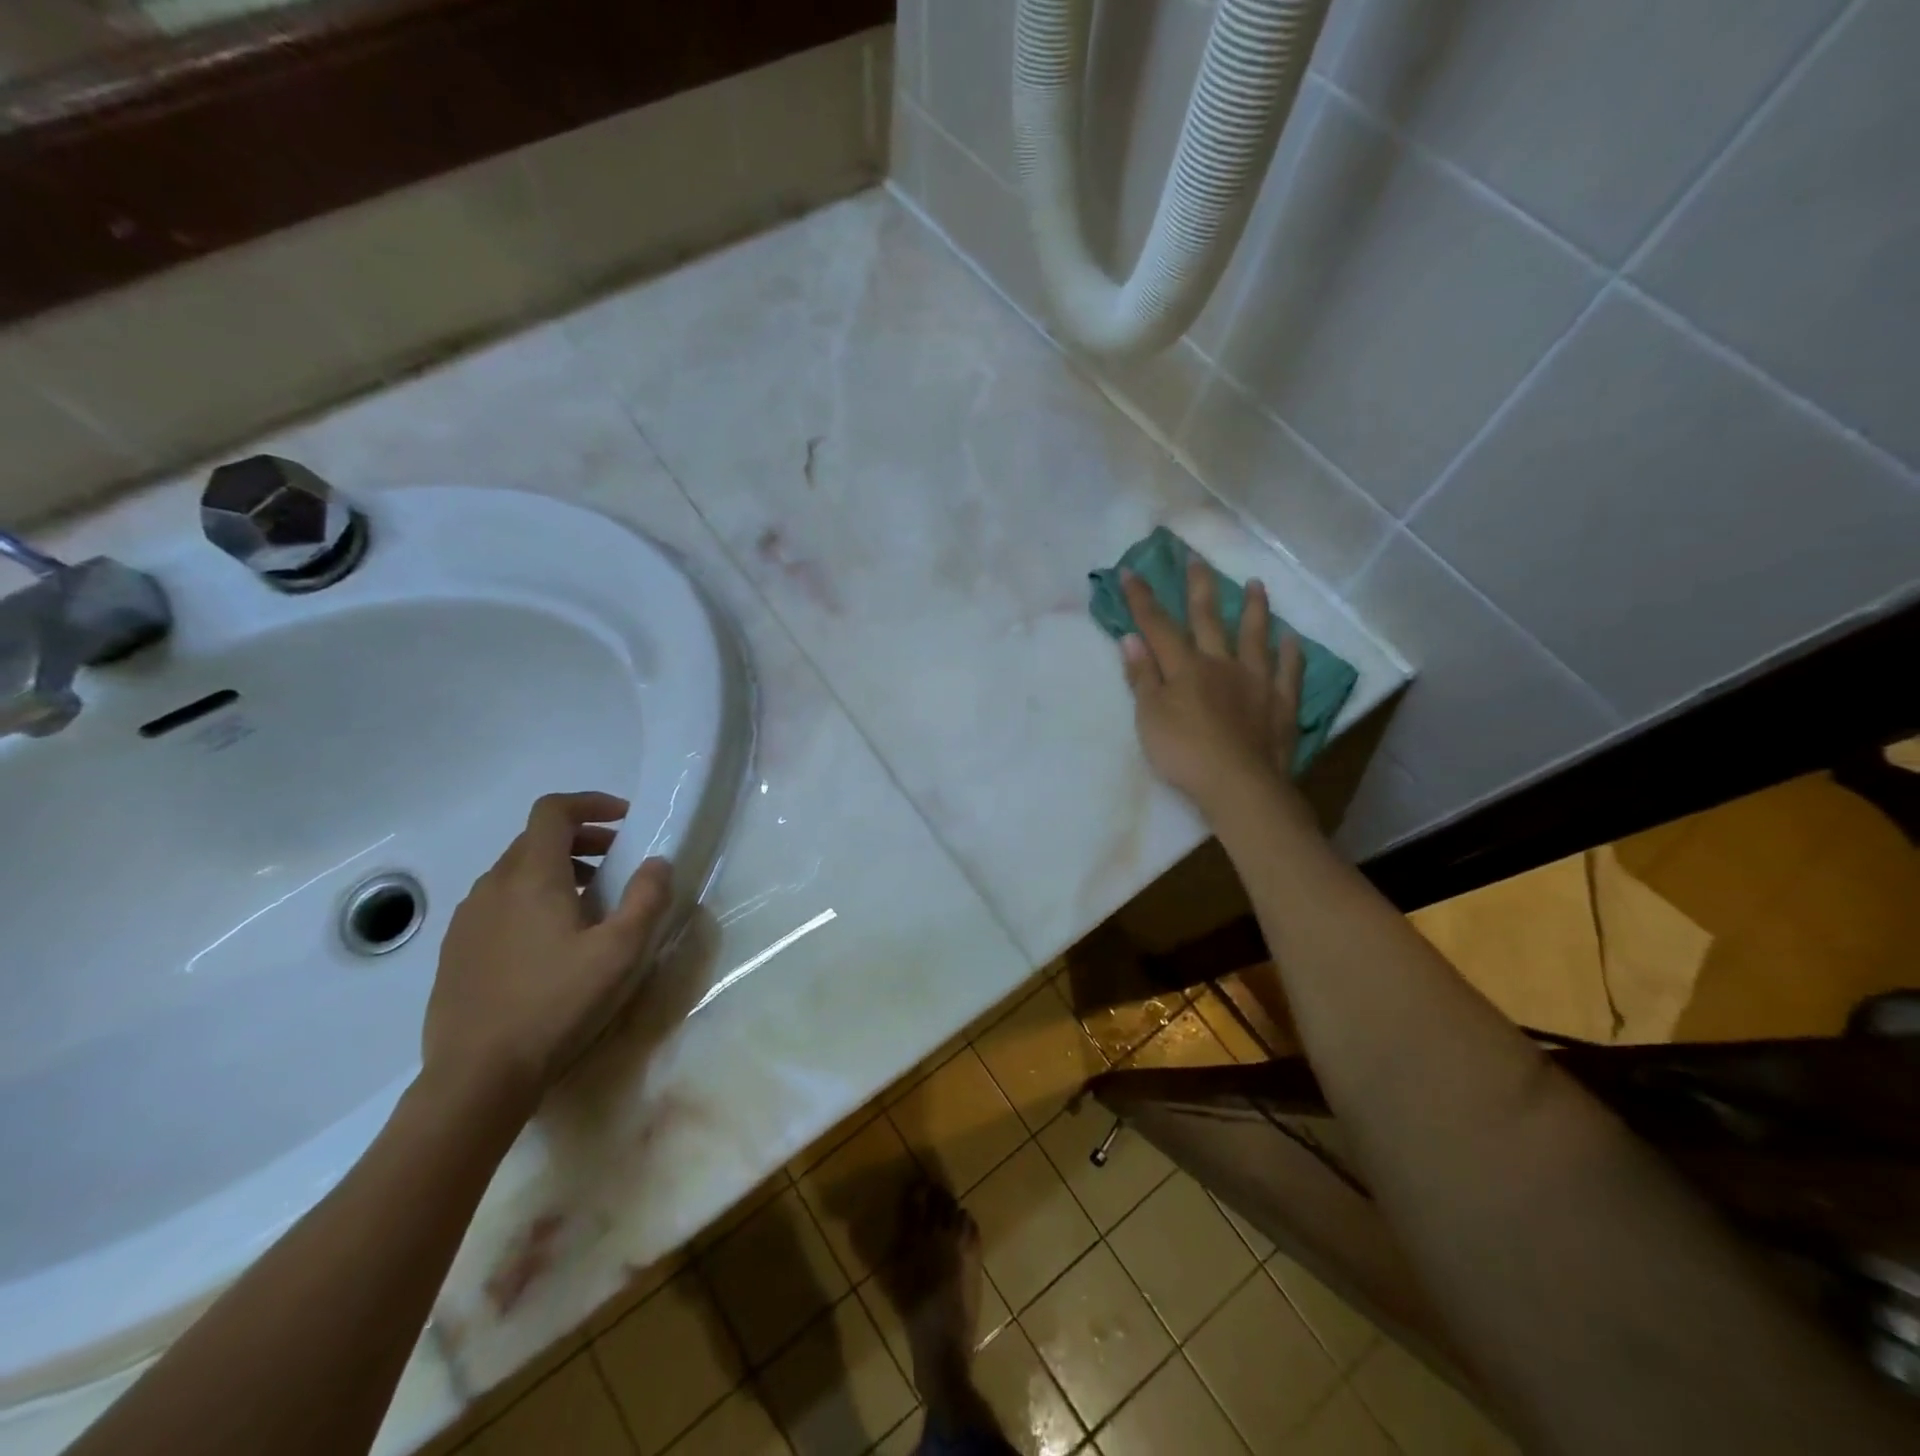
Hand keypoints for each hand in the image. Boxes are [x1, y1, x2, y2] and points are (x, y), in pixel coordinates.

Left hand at [422, 792, 673, 1107]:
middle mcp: (492, 886)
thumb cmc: (557, 1005)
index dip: (591, 803)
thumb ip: (646, 898)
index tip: (626, 819)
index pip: (554, 811)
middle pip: (536, 839)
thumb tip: (657, 862)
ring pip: (515, 873)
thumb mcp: (622, 951)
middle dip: (582, 840)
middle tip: (619, 863)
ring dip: (557, 872)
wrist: (477, 1078)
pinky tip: (551, 944)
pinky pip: (498, 905)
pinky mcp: (455, 952)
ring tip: (591, 905)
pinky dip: (531, 901)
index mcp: (531, 876)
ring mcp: (467, 920)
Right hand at [1118, 557, 1304, 816]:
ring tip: (1257, 584)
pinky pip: (1289, 672)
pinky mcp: (1281, 703)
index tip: (1131, 571)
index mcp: (1185, 668)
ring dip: (1254, 609)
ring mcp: (1256, 681)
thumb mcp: (1149, 718)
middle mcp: (1221, 664)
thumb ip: (1141, 678)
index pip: (1157, 626)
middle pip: (1208, 619)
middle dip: (1199, 587)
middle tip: (1197, 559)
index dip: (1142, 599)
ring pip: (1254, 636)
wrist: (1238, 785)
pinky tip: (1292, 639)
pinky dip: (1291, 654)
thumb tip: (1131, 639)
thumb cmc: (1184, 753)